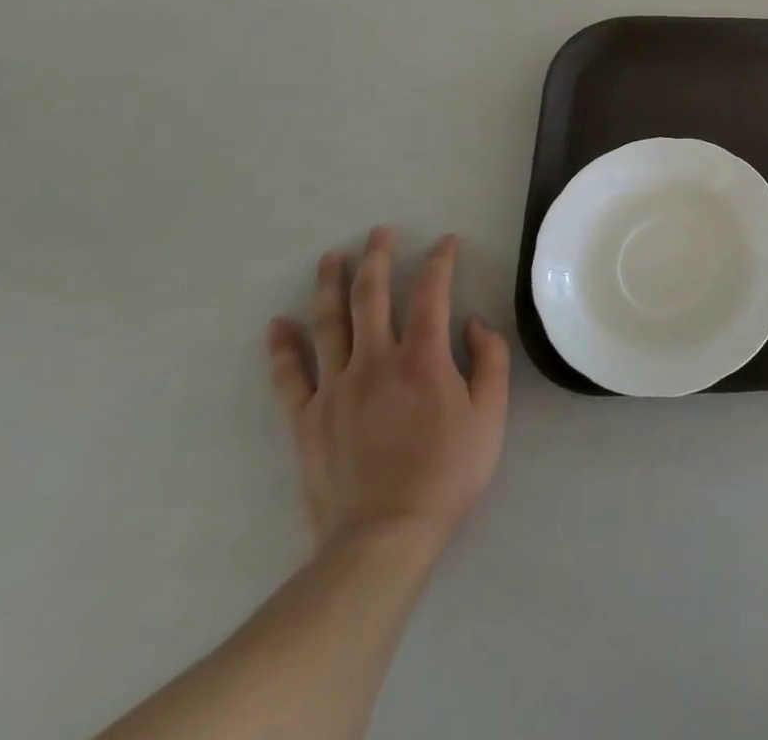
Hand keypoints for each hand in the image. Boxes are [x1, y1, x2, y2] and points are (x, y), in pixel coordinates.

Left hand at [266, 228, 509, 560]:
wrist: (384, 536)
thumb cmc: (448, 472)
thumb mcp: (491, 414)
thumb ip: (490, 360)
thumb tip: (474, 322)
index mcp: (424, 357)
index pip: (432, 292)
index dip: (439, 261)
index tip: (445, 241)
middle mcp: (376, 361)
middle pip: (372, 296)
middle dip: (378, 258)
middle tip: (379, 232)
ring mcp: (335, 389)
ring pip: (329, 324)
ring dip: (330, 286)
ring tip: (331, 257)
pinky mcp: (306, 420)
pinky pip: (289, 376)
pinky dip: (282, 348)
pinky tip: (277, 325)